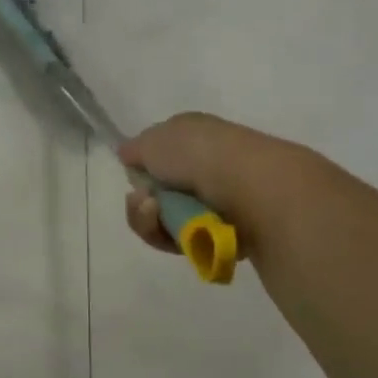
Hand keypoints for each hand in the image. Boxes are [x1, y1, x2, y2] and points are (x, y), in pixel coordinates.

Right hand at [117, 112, 296, 255]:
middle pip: (161, 194)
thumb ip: (135, 149)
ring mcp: (220, 200)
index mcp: (194, 136)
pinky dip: (177, 238)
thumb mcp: (152, 141)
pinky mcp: (228, 232)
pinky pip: (189, 241)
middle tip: (144, 203)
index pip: (159, 155)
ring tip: (156, 215)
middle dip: (144, 204)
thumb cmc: (197, 154)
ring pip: (169, 220)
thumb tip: (128, 155)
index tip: (135, 176)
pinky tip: (181, 231)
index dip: (143, 168)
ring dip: (152, 221)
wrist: (249, 185)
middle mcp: (208, 165)